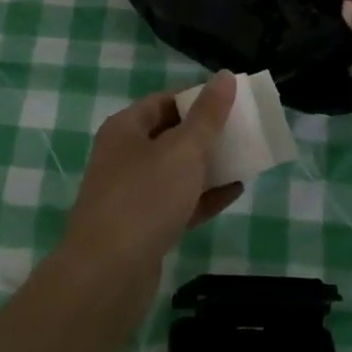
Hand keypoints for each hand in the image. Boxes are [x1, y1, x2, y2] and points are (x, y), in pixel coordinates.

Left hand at [63, 73, 244, 277]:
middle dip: (206, 133)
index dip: (197, 97)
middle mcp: (124, 156)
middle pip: (170, 135)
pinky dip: (203, 197)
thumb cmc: (144, 198)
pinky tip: (234, 193)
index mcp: (125, 129)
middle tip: (243, 130)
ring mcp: (131, 194)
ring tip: (245, 159)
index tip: (232, 101)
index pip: (164, 101)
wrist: (107, 275)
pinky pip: (178, 203)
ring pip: (175, 171)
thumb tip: (225, 76)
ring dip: (207, 165)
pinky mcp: (142, 228)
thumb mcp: (182, 150)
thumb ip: (207, 115)